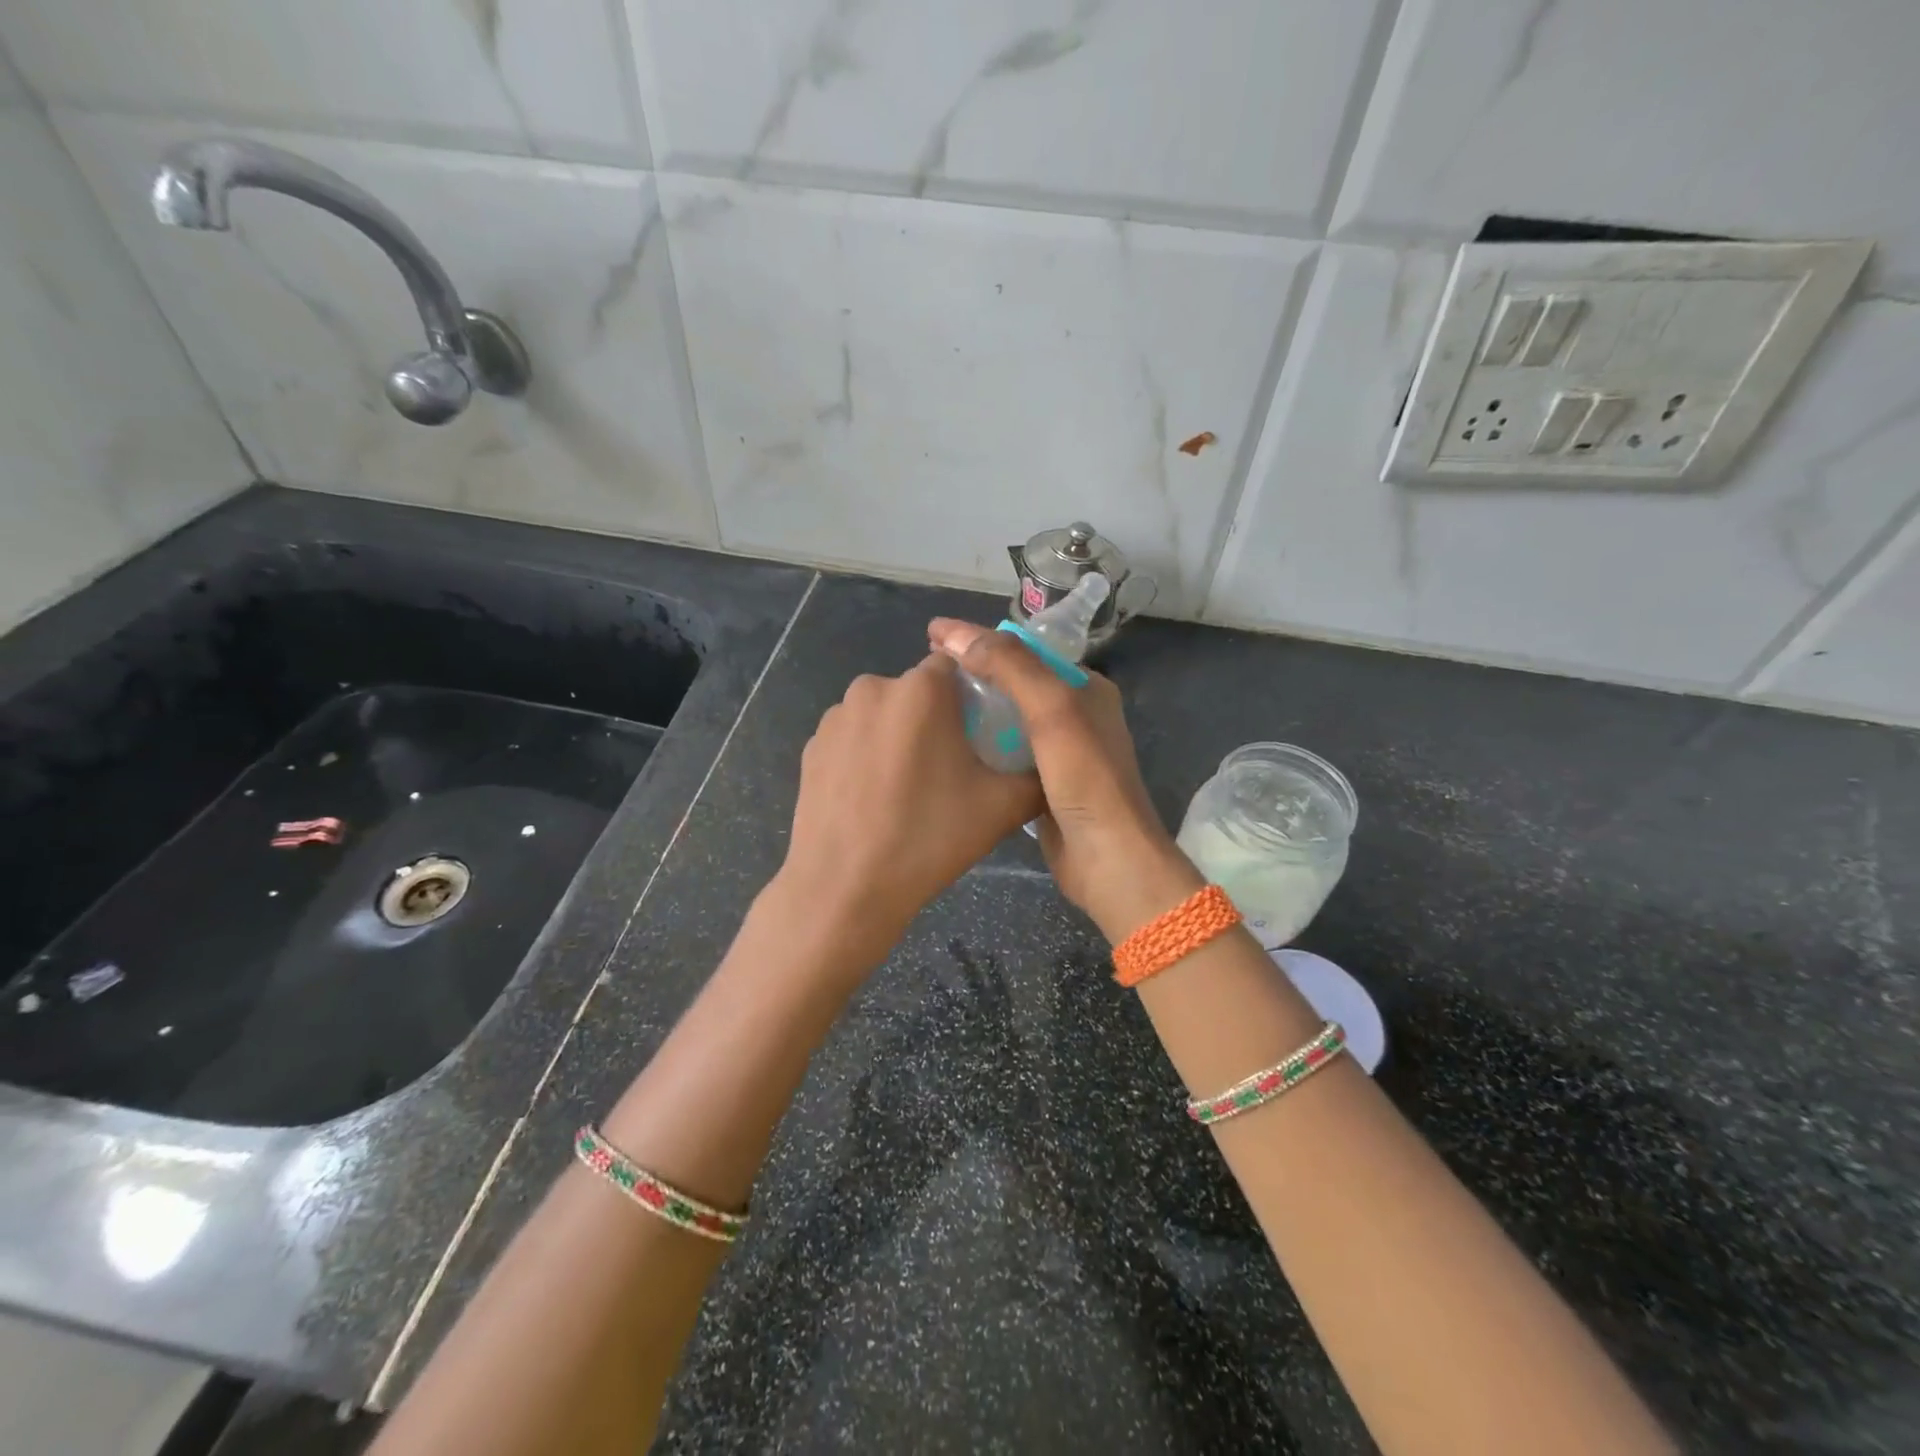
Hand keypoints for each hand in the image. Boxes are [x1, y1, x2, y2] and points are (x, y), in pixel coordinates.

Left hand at [773, 654, 1043, 976]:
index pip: (958, 664)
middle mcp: (873, 687)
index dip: (975, 696)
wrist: (845, 887)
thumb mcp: (1003, 807)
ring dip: (899, 736)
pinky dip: (867, 756)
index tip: (982, 734)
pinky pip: (853, 738)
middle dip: (937, 718)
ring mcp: (835, 717)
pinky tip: (873, 799)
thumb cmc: (928, 838)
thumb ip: (1036, 774)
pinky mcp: (811, 747)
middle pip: (918, 690)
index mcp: (921, 689)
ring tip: (908, 789)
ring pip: (884, 714)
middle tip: (951, 769)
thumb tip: (1049, 764)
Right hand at [927, 620, 1201, 942]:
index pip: (1025, 650)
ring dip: (974, 711)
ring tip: (927, 706)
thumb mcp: (1051, 709)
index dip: (980, 639)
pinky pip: (1004, 753)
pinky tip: (949, 746)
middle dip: (973, 673)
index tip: (933, 634)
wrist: (1106, 859)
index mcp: (1085, 688)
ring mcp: (1060, 753)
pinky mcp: (1043, 784)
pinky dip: (980, 745)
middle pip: (1015, 683)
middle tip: (923, 672)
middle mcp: (1075, 715)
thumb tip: (955, 635)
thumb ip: (1010, 666)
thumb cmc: (1085, 778)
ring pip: (1007, 719)